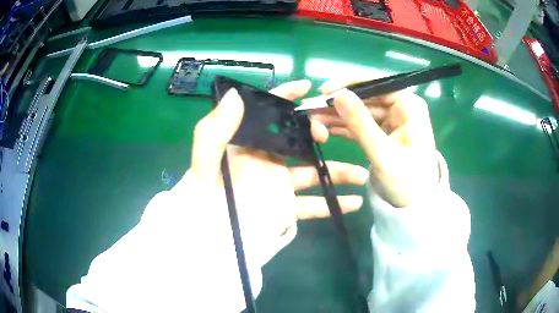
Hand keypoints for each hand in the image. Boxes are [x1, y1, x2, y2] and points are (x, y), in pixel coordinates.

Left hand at [173, 80, 368, 265]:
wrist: (208, 239)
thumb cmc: (203, 200)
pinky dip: (333, 204)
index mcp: (247, 144)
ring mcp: (278, 184)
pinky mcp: (285, 208)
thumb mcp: (204, 164)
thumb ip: (215, 130)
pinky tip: (354, 203)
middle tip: (326, 136)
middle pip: (297, 138)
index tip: (308, 88)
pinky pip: (313, 205)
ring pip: (313, 173)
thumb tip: (236, 95)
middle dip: (315, 132)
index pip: (267, 112)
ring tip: (362, 173)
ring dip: (338, 172)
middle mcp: (266, 160)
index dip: (286, 97)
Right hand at [311, 80, 438, 207]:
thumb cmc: (406, 181)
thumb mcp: (383, 153)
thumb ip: (361, 123)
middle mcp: (401, 107)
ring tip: (314, 120)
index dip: (349, 84)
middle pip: (366, 97)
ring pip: (361, 110)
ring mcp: (393, 119)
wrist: (415, 204)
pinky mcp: (385, 131)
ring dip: (338, 115)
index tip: (324, 92)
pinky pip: (362, 124)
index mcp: (409, 106)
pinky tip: (326, 128)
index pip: (377, 84)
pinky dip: (345, 127)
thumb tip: (339, 94)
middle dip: (340, 103)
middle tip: (312, 109)